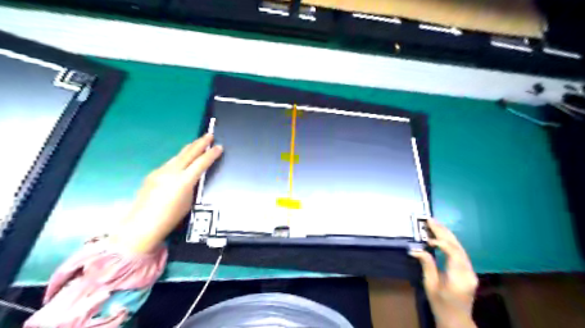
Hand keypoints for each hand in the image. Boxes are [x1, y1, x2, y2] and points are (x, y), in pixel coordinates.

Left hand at [110, 133, 222, 252]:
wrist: (142, 224)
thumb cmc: (170, 218)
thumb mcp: (189, 202)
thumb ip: (192, 186)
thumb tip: (192, 178)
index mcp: (184, 180)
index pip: (201, 163)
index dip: (212, 154)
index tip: (218, 147)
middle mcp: (172, 172)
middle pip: (189, 153)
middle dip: (200, 143)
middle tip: (209, 135)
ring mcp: (160, 172)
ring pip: (178, 156)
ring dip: (189, 149)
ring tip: (196, 143)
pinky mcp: (152, 174)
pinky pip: (169, 163)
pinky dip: (178, 159)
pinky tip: (181, 160)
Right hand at [408, 219, 477, 327]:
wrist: (456, 319)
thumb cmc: (441, 304)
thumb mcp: (430, 285)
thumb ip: (426, 265)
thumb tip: (415, 249)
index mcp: (459, 277)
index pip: (454, 253)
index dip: (441, 242)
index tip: (427, 239)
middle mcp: (468, 272)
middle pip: (457, 247)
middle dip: (443, 232)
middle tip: (430, 220)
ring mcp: (470, 271)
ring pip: (460, 247)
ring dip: (446, 234)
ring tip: (434, 224)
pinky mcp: (468, 270)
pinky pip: (459, 252)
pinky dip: (449, 241)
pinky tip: (441, 235)